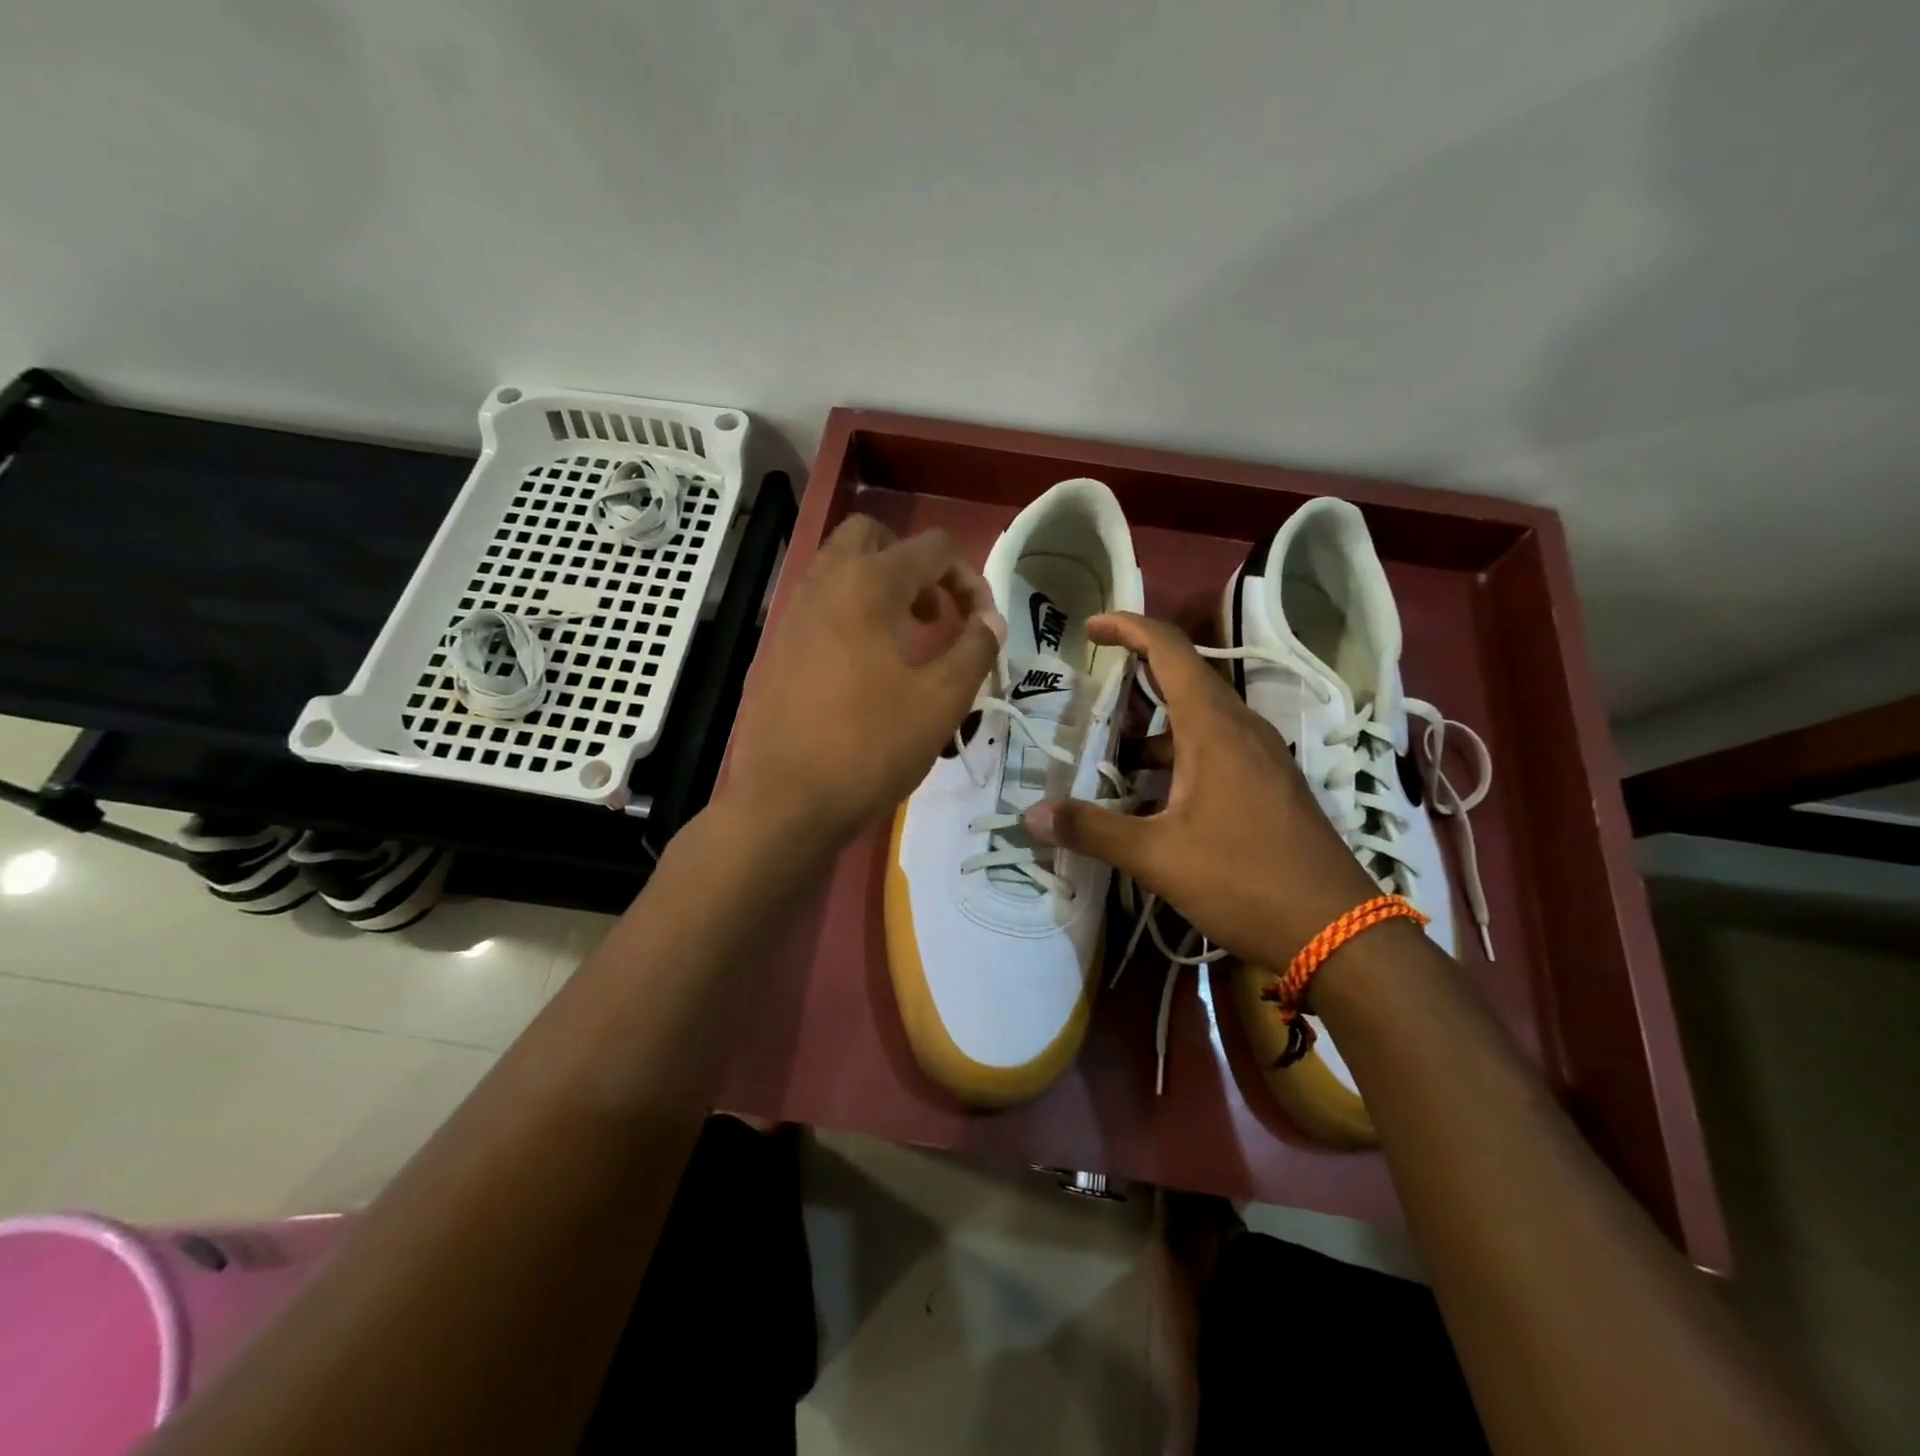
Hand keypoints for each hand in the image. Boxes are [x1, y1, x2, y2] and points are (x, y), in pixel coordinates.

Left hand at [724, 515, 1006, 846]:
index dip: (971, 580)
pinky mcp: (774, 649)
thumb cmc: (870, 747)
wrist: (785, 802)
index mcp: (869, 585)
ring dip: (879, 588)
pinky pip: (817, 608)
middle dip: (912, 563)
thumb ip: (976, 649)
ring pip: (838, 570)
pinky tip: (862, 673)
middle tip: (932, 613)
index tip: (981, 627)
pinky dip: (848, 617)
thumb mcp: (942, 701)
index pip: (934, 548)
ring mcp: (791, 615)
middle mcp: (824, 584)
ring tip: (904, 643)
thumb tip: (991, 620)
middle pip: (871, 536)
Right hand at [1024, 612, 1377, 965]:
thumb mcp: (1158, 857)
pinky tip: (1155, 799)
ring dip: (1154, 730)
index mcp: (1214, 728)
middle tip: (1091, 698)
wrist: (1338, 932)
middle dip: (1135, 680)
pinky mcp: (1271, 785)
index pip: (1169, 650)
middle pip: (1184, 679)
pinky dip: (1178, 757)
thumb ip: (1093, 830)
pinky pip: (1217, 750)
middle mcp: (1242, 729)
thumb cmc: (1245, 880)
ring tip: (1112, 759)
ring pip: (1199, 720)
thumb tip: (1032, 815)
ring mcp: (1262, 758)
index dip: (1128, 627)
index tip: (1089, 627)